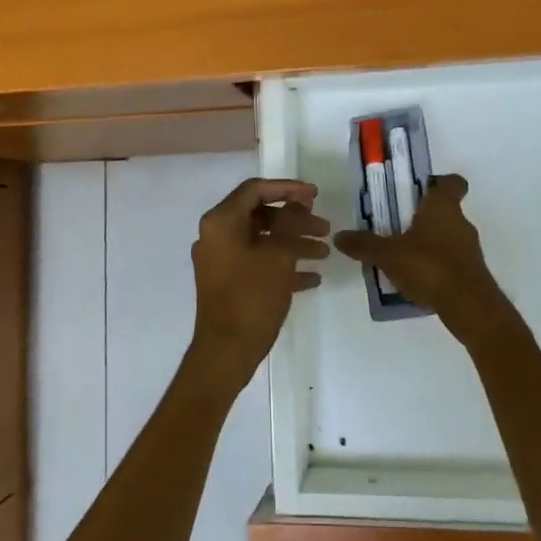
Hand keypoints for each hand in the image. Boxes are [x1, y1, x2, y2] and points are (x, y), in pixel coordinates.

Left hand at [189, 178, 328, 385]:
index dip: (288, 188)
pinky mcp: (226, 283)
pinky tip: (312, 278)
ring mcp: (220, 261)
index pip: (256, 190)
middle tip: (325, 227)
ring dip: (293, 243)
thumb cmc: (252, 297)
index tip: (316, 195)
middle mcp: (216, 236)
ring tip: (324, 253)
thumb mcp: (278, 255)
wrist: (226, 351)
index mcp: (221, 222)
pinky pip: (257, 264)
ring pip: (262, 241)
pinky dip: (282, 265)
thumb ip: (290, 222)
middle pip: (260, 215)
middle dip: (295, 220)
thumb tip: (298, 202)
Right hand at [333, 175, 516, 341]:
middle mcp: (461, 222)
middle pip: (444, 210)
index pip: (451, 182)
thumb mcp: (388, 255)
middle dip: (422, 217)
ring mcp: (469, 248)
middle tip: (395, 226)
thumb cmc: (429, 266)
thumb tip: (339, 236)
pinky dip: (434, 264)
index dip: (438, 182)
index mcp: (443, 207)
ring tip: (401, 256)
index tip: (419, 190)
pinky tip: (415, 278)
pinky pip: (450, 259)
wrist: (468, 305)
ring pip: (446, 236)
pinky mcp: (471, 271)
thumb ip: (364, 245)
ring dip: (427, 242)